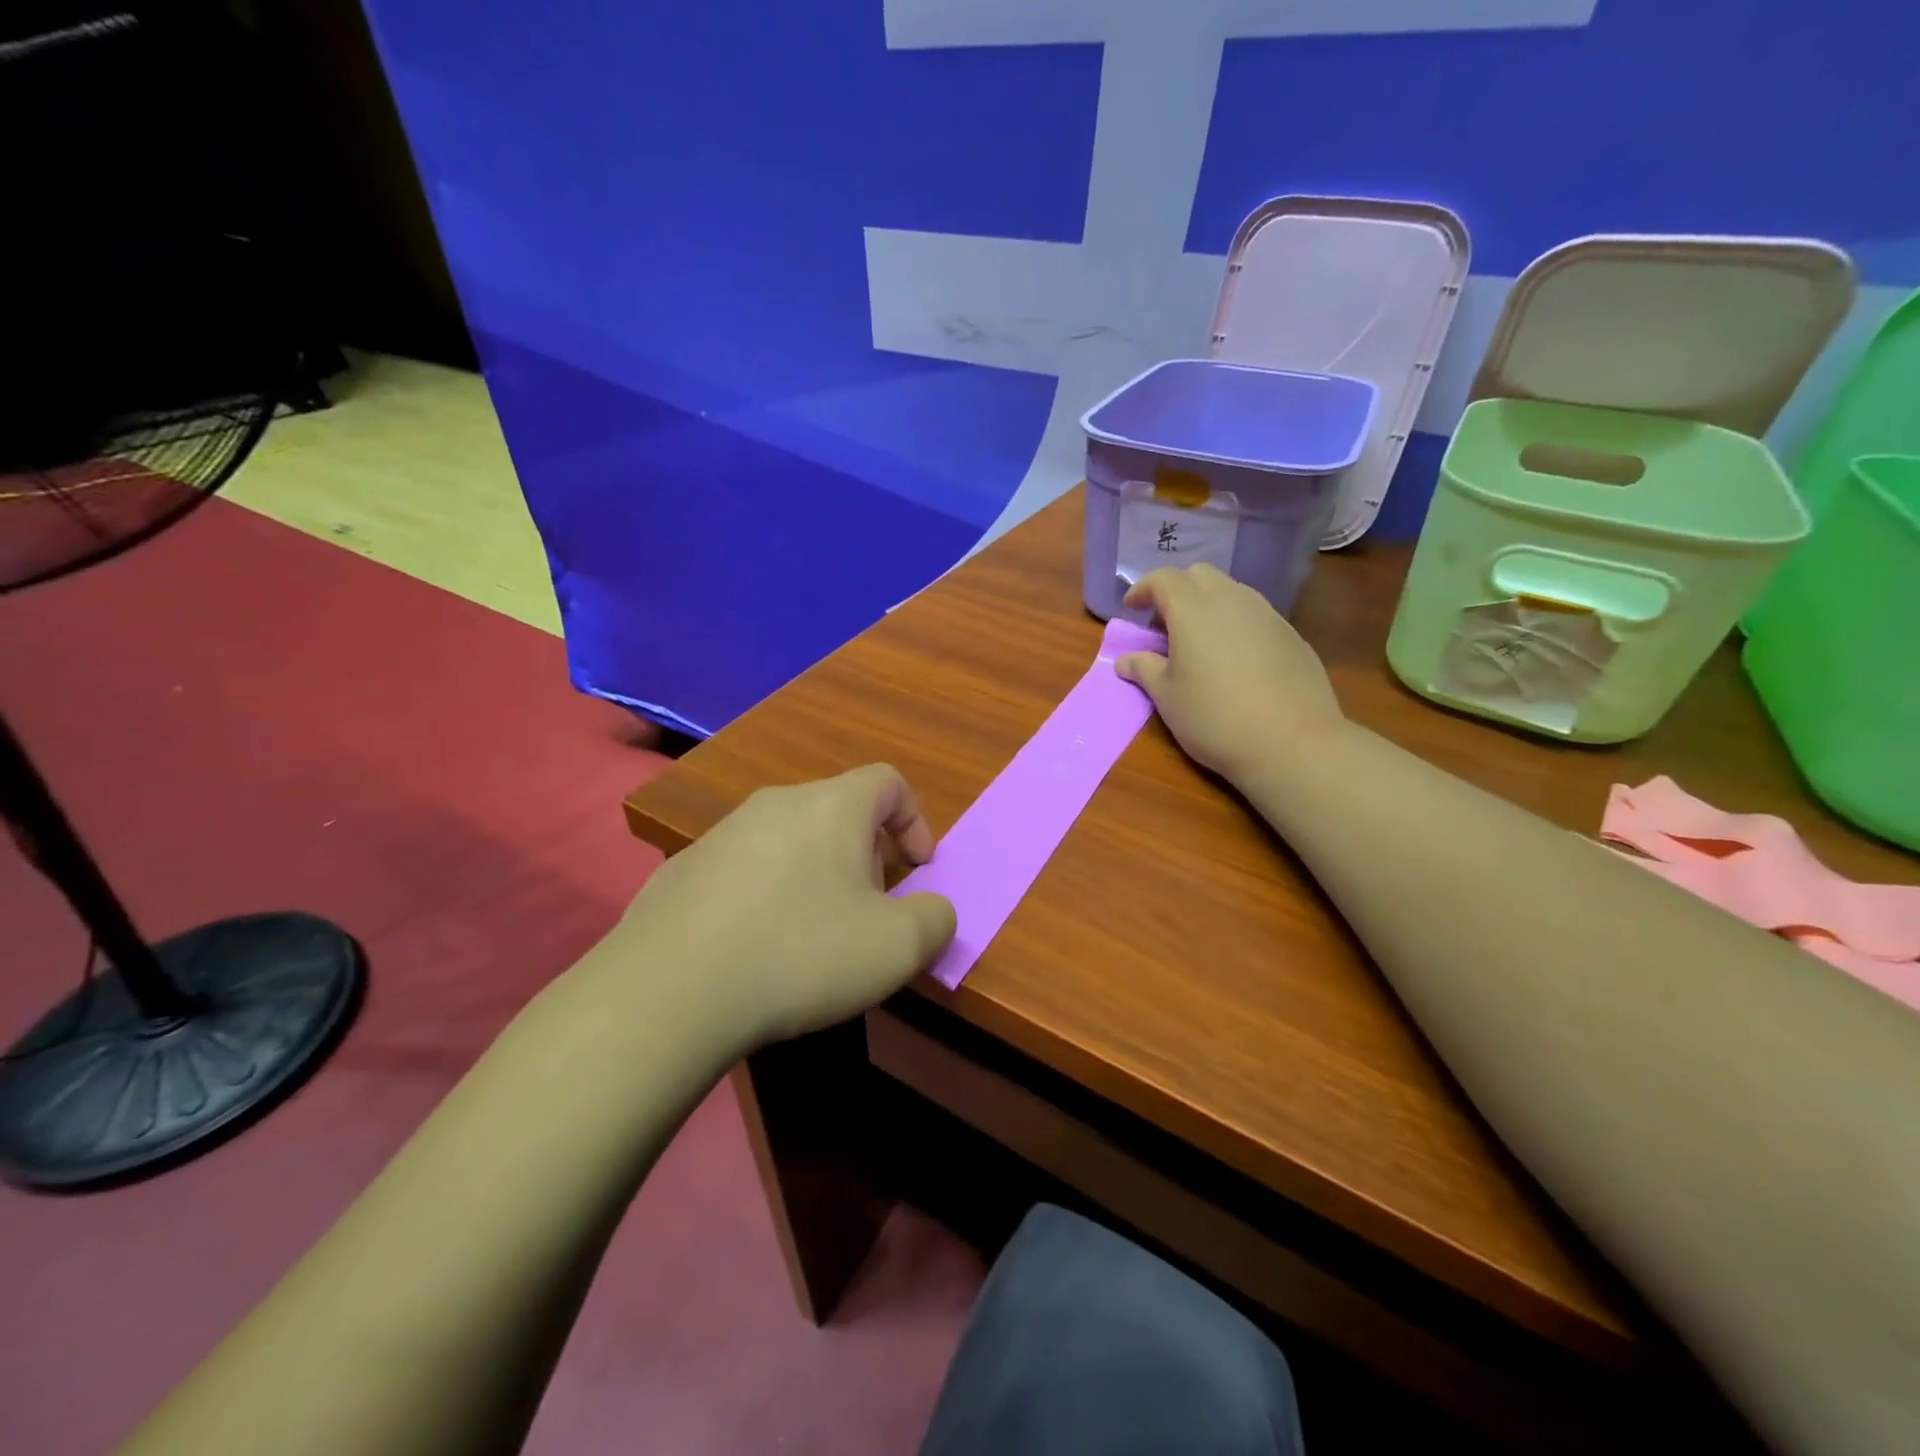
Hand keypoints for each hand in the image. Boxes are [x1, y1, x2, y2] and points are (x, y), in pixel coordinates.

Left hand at [597, 765, 956, 1049]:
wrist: (669, 991)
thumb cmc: (800, 954)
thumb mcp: (896, 948)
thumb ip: (935, 919)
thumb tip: (933, 910)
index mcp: (831, 806)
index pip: (889, 781)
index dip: (915, 821)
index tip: (918, 870)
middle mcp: (775, 803)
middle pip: (839, 811)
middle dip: (866, 856)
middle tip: (867, 911)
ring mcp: (721, 833)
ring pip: (789, 839)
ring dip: (815, 874)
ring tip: (810, 933)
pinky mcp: (683, 869)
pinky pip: (743, 869)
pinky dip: (765, 894)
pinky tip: (755, 947)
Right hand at [1115, 564, 1346, 786]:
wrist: (1292, 743)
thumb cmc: (1215, 718)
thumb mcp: (1167, 698)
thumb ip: (1144, 670)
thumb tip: (1125, 660)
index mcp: (1193, 610)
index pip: (1163, 579)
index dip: (1143, 588)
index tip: (1132, 608)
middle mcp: (1232, 600)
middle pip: (1199, 575)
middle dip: (1177, 591)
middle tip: (1164, 625)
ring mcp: (1267, 614)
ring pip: (1230, 592)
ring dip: (1208, 606)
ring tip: (1199, 643)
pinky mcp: (1291, 635)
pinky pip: (1254, 615)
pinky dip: (1234, 624)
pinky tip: (1234, 661)